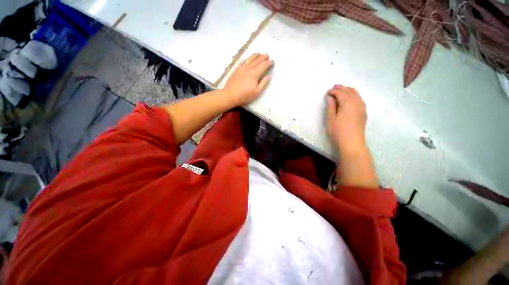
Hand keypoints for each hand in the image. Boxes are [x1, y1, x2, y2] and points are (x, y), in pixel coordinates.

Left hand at [224, 53, 273, 105]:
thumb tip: (268, 76)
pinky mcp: (237, 69)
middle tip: (267, 55)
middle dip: (263, 57)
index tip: (273, 62)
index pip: (263, 65)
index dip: (269, 63)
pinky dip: (249, 58)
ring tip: (260, 54)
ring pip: (250, 59)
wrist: (230, 95)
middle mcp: (249, 68)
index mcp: (255, 74)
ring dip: (256, 56)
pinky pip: (245, 61)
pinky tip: (250, 59)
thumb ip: (263, 83)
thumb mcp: (257, 92)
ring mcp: (242, 68)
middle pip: (257, 60)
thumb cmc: (245, 95)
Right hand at [326, 85, 366, 152]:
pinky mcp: (364, 113)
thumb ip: (331, 106)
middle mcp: (357, 102)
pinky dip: (354, 96)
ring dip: (349, 90)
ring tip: (342, 90)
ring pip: (356, 94)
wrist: (352, 142)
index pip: (340, 93)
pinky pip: (359, 99)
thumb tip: (330, 97)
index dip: (333, 91)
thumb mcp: (331, 118)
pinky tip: (351, 99)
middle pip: (350, 91)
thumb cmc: (338, 130)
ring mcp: (362, 107)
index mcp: (347, 103)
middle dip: (342, 88)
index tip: (327, 92)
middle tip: (334, 87)